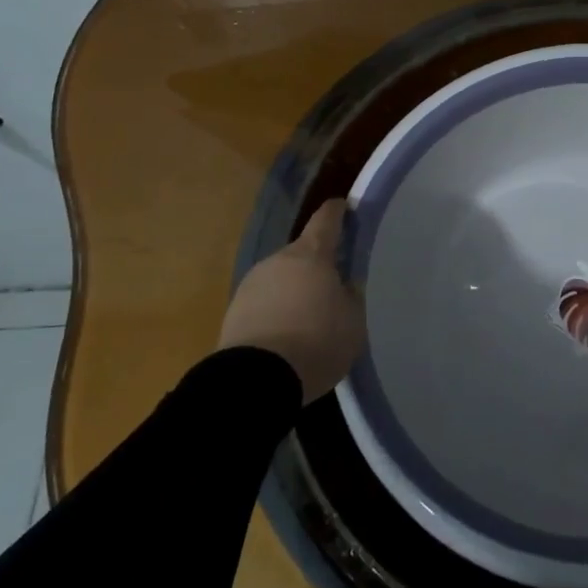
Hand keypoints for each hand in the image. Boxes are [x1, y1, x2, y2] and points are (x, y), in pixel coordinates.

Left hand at [218, 200, 365, 402]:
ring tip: (309, 317)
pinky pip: (264, 303)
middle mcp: (278, 260)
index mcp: (311, 255)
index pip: (326, 220)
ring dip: (294, 289)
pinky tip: (287, 335)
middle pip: (302, 253)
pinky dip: (277, 311)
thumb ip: (351, 296)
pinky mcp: (234, 312)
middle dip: (317, 264)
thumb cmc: (316, 342)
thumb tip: (343, 286)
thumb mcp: (353, 322)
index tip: (344, 206)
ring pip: (281, 278)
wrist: (255, 380)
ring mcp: (251, 284)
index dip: (337, 212)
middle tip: (333, 284)